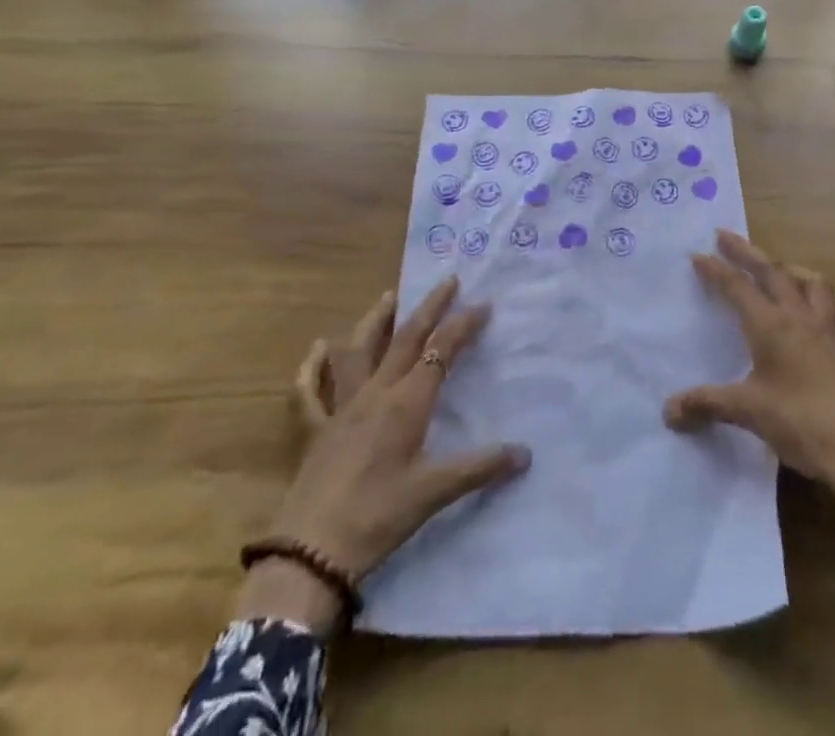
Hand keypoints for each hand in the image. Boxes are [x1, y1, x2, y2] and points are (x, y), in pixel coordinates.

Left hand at [244, 277, 529, 628]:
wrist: (310, 553)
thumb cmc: (377, 518)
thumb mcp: (433, 494)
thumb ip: (479, 469)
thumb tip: (525, 453)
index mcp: (405, 404)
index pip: (439, 351)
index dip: (462, 325)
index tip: (482, 304)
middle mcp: (374, 394)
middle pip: (404, 339)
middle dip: (428, 308)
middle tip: (446, 281)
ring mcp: (340, 409)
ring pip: (357, 352)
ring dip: (374, 321)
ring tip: (388, 297)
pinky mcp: (313, 430)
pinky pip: (309, 391)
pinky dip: (312, 367)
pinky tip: (317, 349)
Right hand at [663, 231, 834, 573]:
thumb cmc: (801, 422)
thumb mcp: (748, 412)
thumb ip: (707, 404)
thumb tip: (668, 411)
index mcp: (771, 324)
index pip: (737, 286)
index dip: (715, 269)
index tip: (697, 254)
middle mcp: (800, 316)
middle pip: (772, 271)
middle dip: (746, 252)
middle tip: (726, 236)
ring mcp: (832, 329)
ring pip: (813, 282)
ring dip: (792, 269)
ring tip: (780, 269)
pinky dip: (831, 303)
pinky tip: (827, 310)